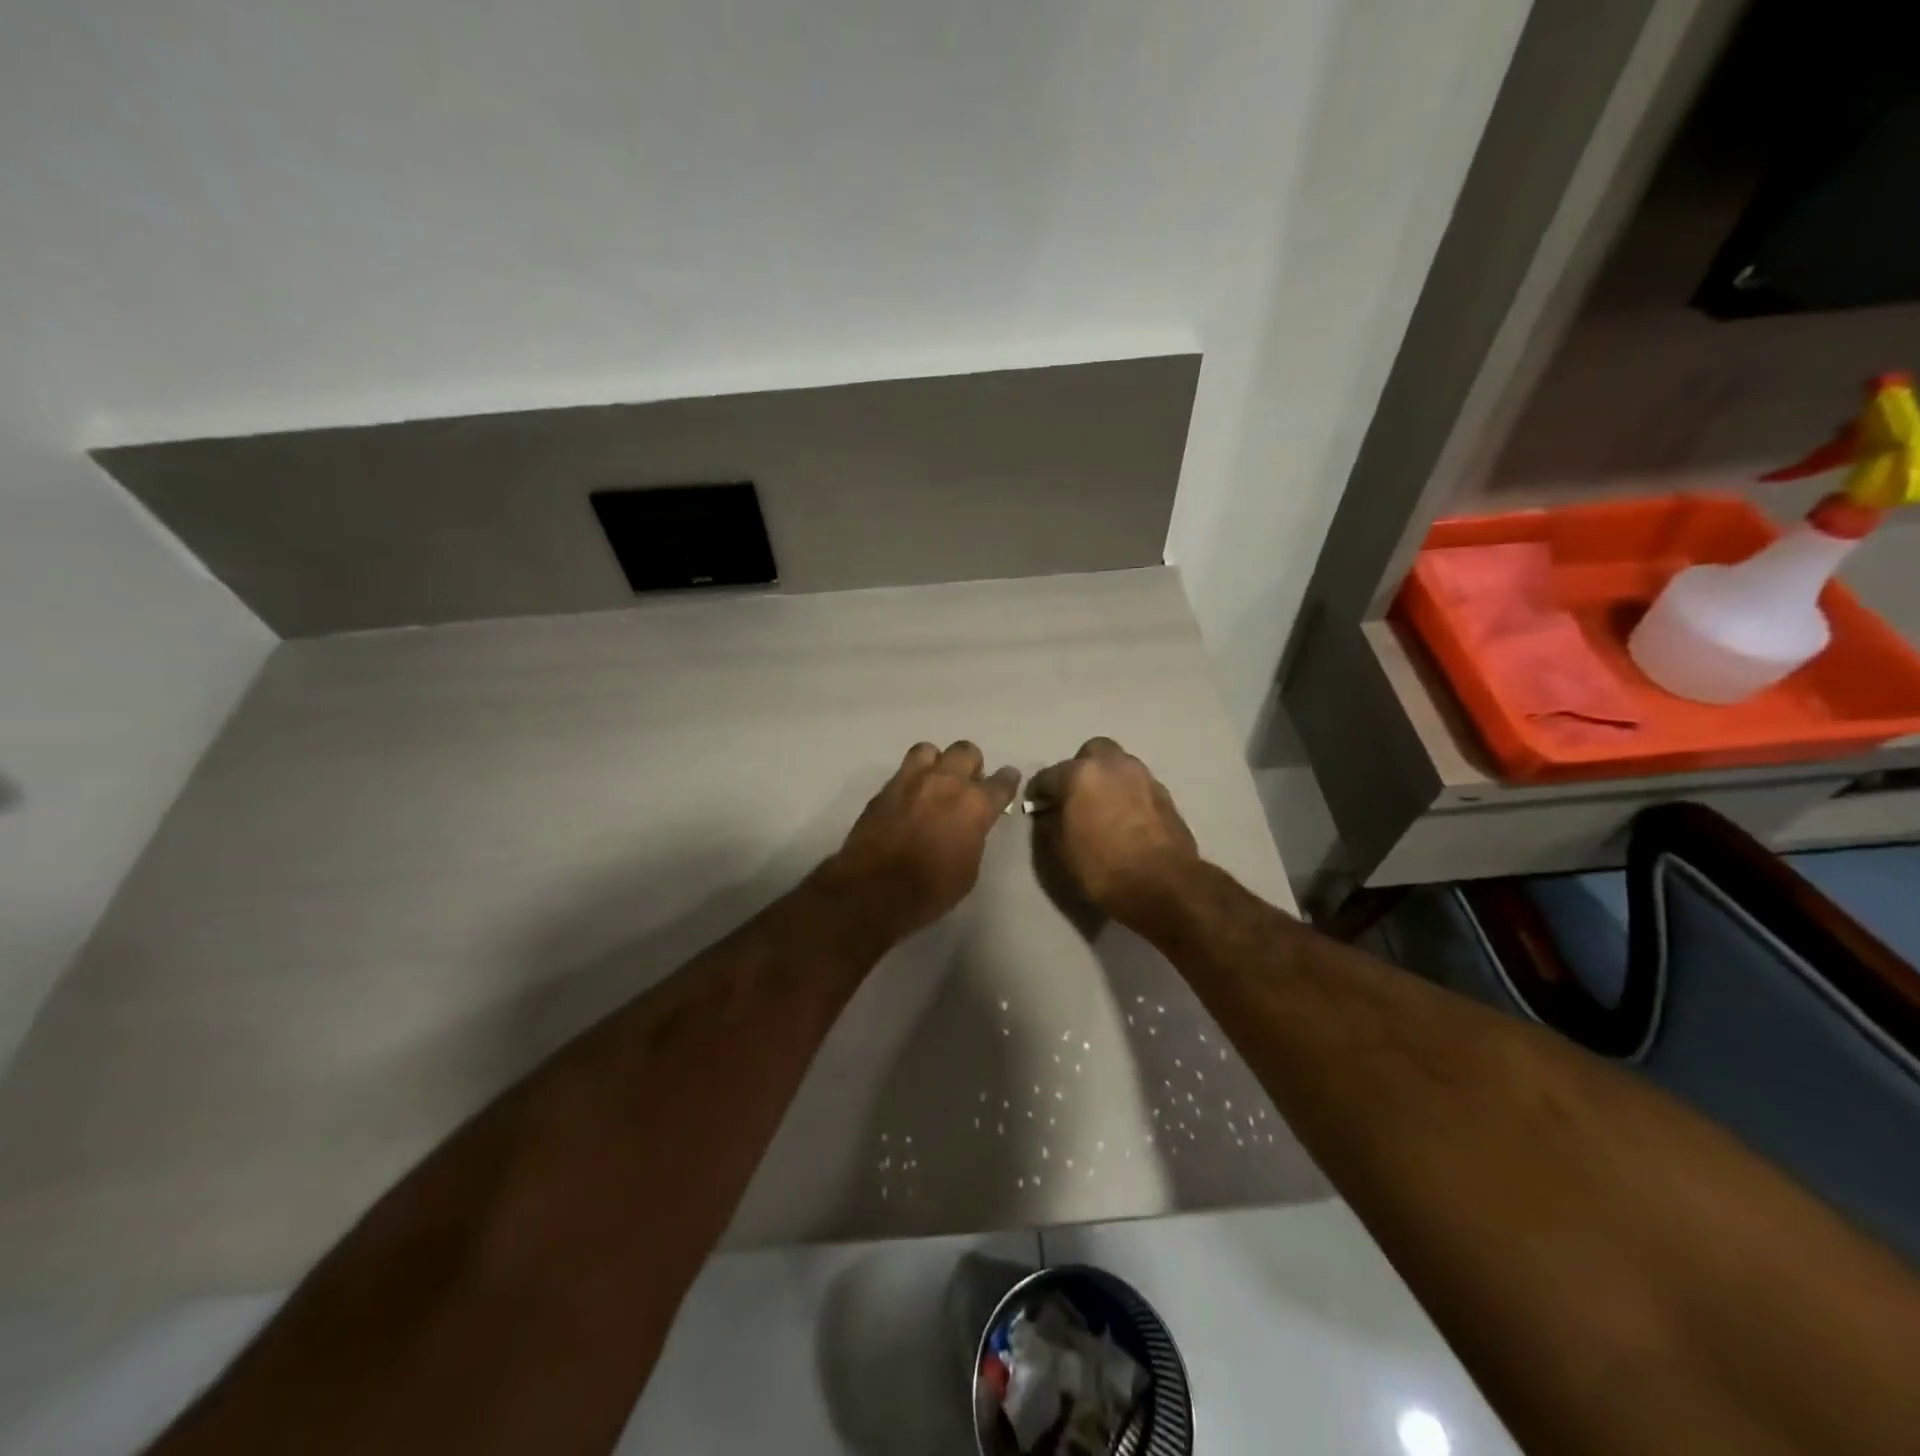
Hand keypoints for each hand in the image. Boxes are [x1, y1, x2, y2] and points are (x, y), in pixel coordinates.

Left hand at [825, 741, 1021, 938]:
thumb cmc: (931, 889)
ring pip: (929, 750)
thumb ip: (973, 835)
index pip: (1001, 782)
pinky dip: (911, 780)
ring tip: (934, 782)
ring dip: (937, 763)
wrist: (874, 890)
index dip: (1008, 780)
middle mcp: (946, 782)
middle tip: (967, 784)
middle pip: (966, 751)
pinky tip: (909, 799)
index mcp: (975, 805)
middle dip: (971, 765)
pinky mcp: (885, 789)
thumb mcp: (968, 868)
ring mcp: (912, 780)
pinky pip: (903, 771)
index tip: (1008, 780)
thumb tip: (969, 825)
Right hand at [1027, 738, 1198, 926]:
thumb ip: (1051, 822)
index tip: (1035, 804)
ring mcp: (1143, 776)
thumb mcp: (1062, 850)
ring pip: (1118, 766)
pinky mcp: (1164, 793)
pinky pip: (1137, 784)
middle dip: (1080, 769)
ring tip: (1102, 807)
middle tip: (1075, 796)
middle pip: (1091, 753)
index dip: (1038, 791)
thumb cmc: (1103, 867)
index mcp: (1081, 774)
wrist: (1164, 885)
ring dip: (1107, 780)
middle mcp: (1113, 765)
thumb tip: (1049, 811)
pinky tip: (1124, 818)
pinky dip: (1127, 794)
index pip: (1048, 775)